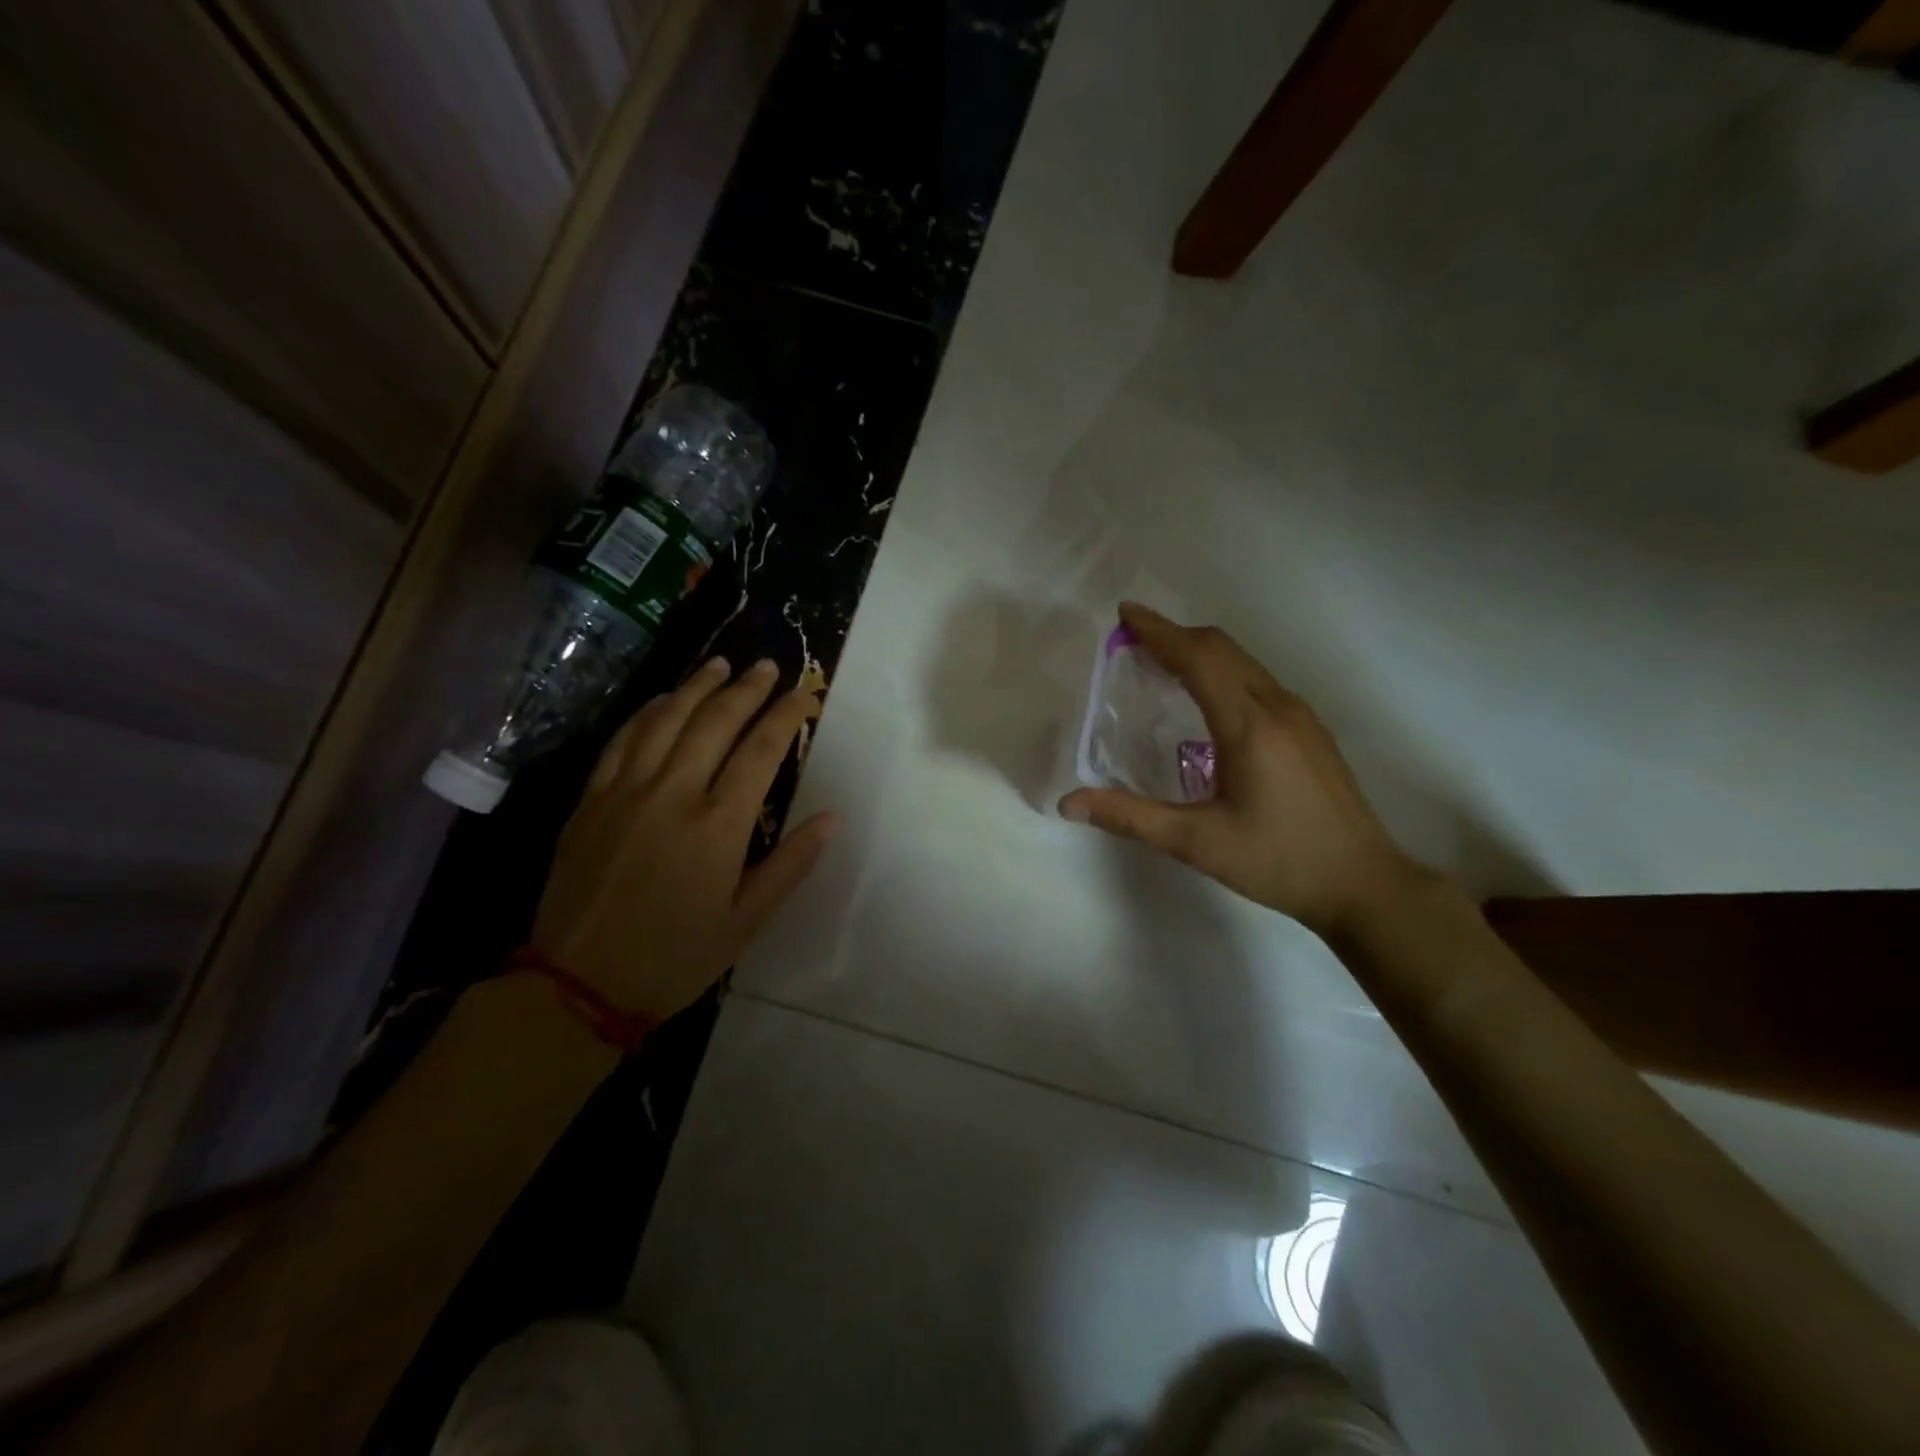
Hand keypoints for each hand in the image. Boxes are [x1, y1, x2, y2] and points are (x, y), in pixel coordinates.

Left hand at [532, 656, 838, 1021]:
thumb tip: (833, 818)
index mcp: (717, 826)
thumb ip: (791, 865)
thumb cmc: (675, 957)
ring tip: (721, 663)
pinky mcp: (590, 800)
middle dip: (746, 689)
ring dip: (697, 687)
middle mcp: (673, 794)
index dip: (785, 716)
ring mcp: (625, 792)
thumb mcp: (746, 922)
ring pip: (666, 720)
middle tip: (767, 665)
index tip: (804, 693)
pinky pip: (621, 740)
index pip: (760, 751)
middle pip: (715, 722)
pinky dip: (647, 712)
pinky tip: (663, 699)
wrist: (578, 984)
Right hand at [1058, 603, 1423, 937]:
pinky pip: (1257, 680)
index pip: (1198, 658)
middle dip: (1175, 634)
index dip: (1159, 632)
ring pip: (1243, 662)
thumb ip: (1131, 817)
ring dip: (1200, 650)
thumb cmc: (1278, 861)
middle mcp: (1278, 707)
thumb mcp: (1197, 842)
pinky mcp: (1310, 731)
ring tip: (1161, 659)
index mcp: (1249, 725)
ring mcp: (1300, 716)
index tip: (1124, 614)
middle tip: (1133, 635)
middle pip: (1222, 649)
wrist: (1364, 884)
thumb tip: (1068, 803)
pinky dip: (1222, 670)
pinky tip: (1207, 696)